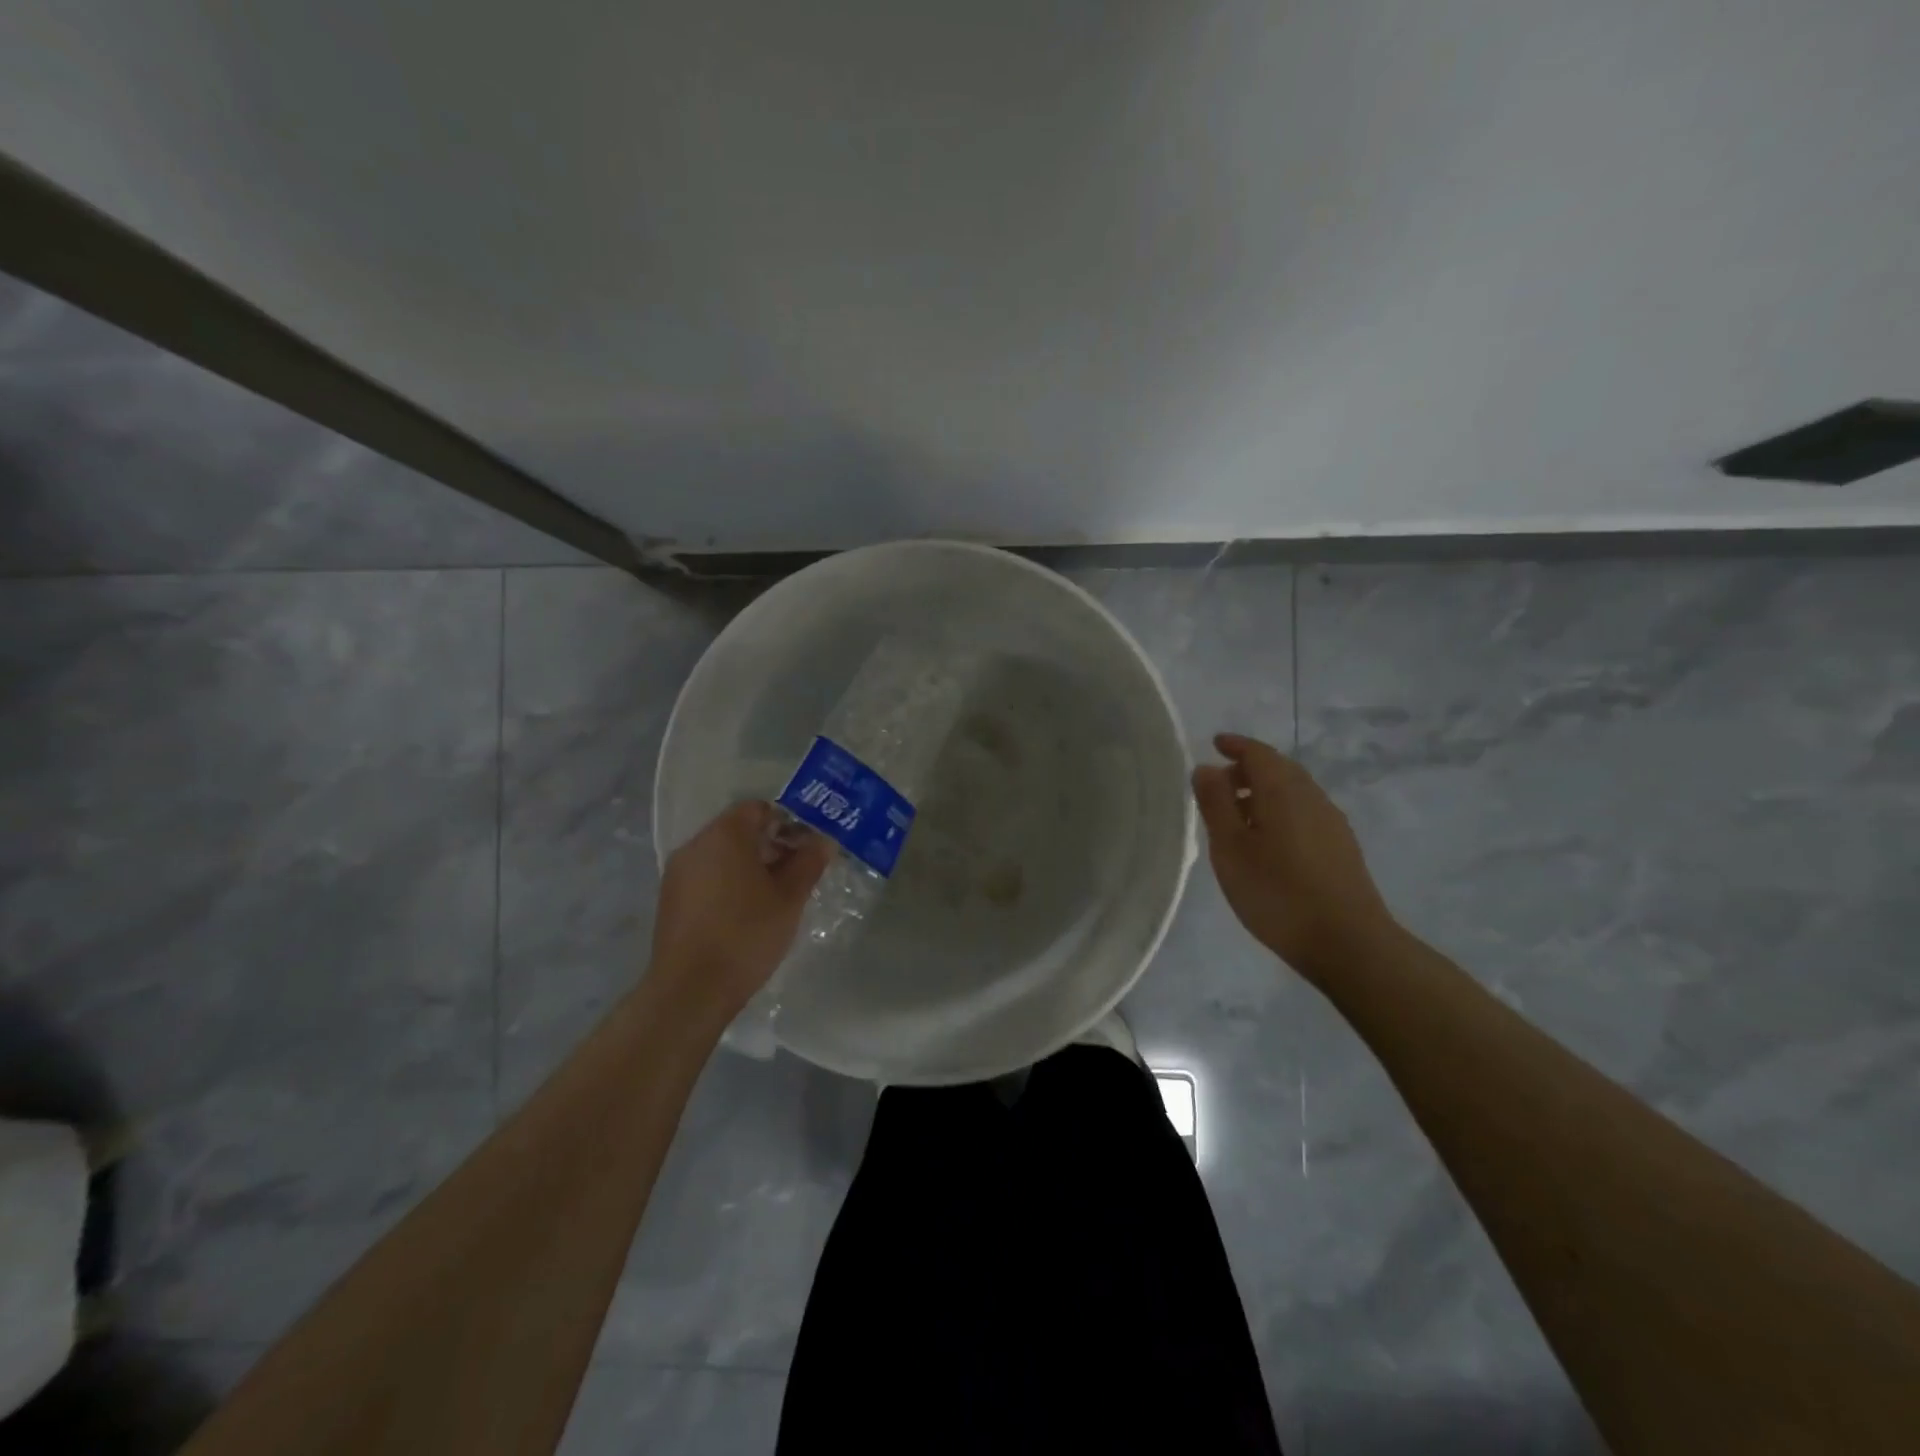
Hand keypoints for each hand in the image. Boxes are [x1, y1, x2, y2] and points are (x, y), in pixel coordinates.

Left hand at [647, 801, 832, 1025]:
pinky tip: (747, 912)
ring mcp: (678, 872)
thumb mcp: (789, 898)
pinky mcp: (671, 899)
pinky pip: (707, 876)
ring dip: (751, 865)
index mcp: (725, 834)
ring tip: (777, 895)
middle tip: (799, 872)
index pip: (759, 808)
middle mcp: (696, 844)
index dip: (788, 822)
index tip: (808, 847)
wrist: (691, 990)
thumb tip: (824, 840)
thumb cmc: (746, 934)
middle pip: (739, 830)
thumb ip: (809, 862)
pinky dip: (730, 883)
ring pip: (723, 855)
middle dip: (772, 845)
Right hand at [1191, 732, 1395, 982]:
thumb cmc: (1278, 892)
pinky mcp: (1341, 848)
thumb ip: (1216, 803)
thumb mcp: (1231, 848)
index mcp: (1283, 791)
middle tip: (1219, 783)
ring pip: (1294, 792)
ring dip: (1264, 792)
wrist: (1348, 942)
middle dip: (1249, 769)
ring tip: (1237, 816)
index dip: (1235, 745)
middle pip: (1279, 769)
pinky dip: (1280, 811)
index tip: (1215, 743)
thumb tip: (1206, 768)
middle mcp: (1312, 798)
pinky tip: (1267, 841)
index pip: (1258, 753)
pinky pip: (1304, 813)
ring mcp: (1332, 823)